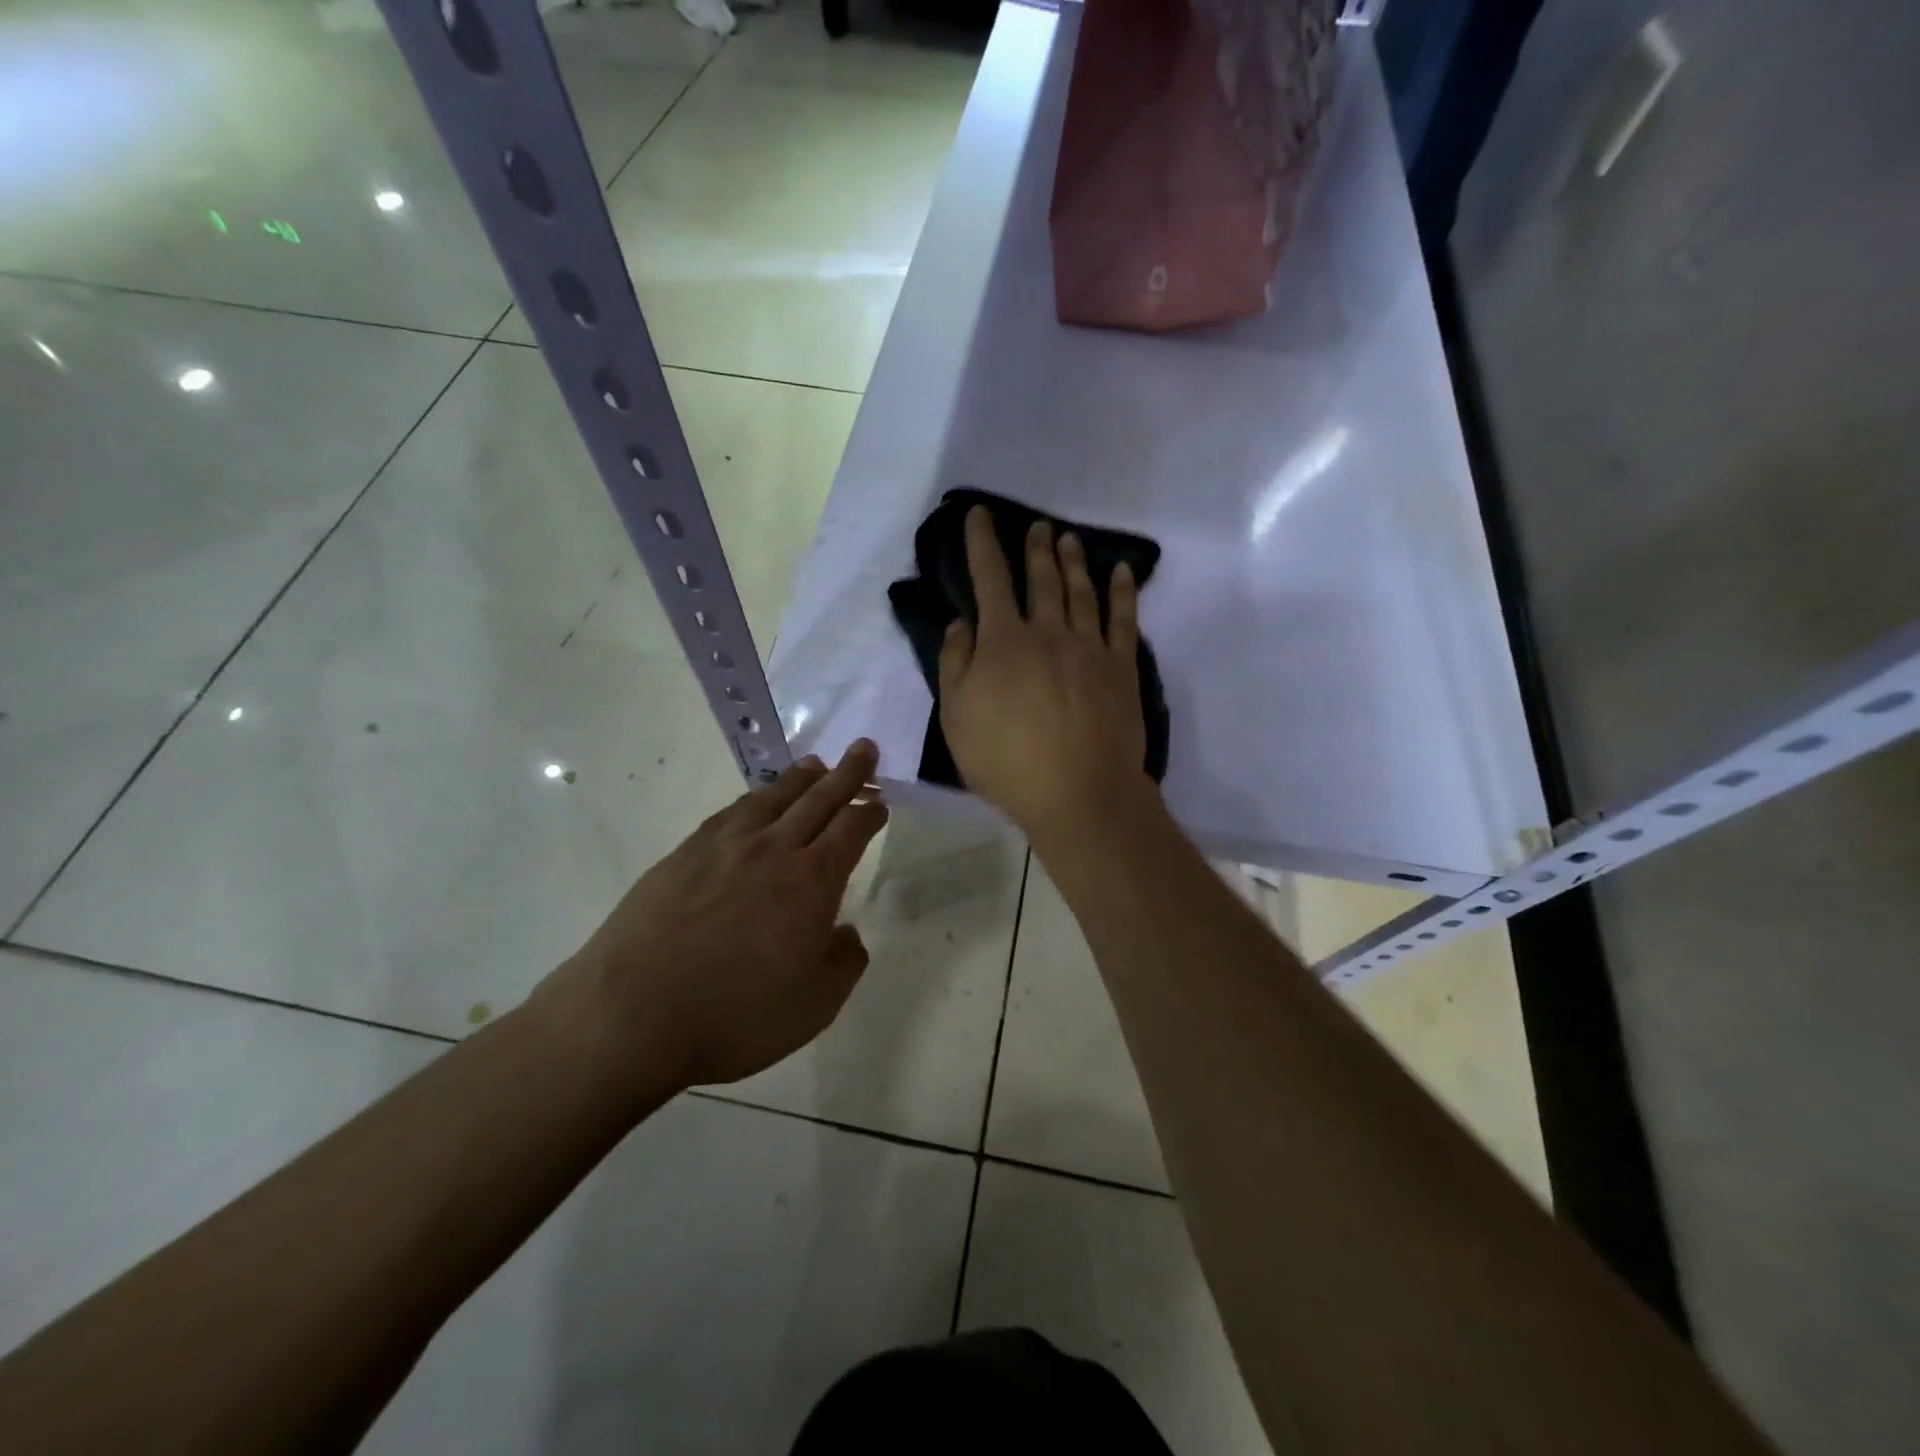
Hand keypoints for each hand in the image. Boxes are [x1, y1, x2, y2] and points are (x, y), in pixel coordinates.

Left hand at [536, 741, 887, 1091]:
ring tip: (816, 764)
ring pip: (773, 798)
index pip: (851, 831)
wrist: (633, 1016)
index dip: (870, 813)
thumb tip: (845, 932)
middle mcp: (773, 851)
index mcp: (812, 882)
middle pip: (818, 800)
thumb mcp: (815, 1005)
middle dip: (846, 774)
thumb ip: (843, 962)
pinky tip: (757, 800)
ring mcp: (725, 847)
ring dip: (801, 778)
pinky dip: (755, 798)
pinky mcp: (684, 854)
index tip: (880, 802)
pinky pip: (731, 812)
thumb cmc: (737, 1017)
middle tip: (863, 748)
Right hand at [939, 505, 1152, 841]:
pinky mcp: (1121, 668)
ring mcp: (1089, 648)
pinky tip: (1122, 572)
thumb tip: (962, 622)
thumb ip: (956, 664)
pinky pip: (1123, 620)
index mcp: (1003, 642)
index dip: (983, 544)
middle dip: (1036, 549)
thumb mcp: (957, 717)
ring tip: (1069, 539)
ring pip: (1081, 592)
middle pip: (1041, 580)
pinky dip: (1123, 592)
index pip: (990, 580)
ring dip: (1074, 562)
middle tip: (1038, 526)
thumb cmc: (1007, 760)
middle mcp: (1048, 633)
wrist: (1078, 792)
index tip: (980, 514)